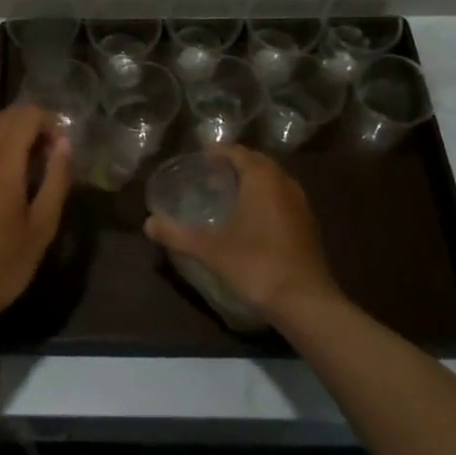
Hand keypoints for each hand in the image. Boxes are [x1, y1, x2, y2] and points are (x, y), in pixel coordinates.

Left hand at [0, 107, 71, 336]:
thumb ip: (56, 179)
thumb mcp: (42, 227)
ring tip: (24, 162)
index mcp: (1, 162)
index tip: (59, 150)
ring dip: (7, 130)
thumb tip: (64, 144)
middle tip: (46, 155)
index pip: (26, 115)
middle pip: (4, 115)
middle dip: (30, 125)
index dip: (49, 123)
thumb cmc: (2, 265)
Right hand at [143, 146, 341, 324]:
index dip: (217, 152)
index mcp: (262, 179)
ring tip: (227, 193)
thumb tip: (148, 223)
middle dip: (234, 164)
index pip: (238, 152)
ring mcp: (300, 204)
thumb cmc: (257, 265)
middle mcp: (284, 183)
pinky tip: (250, 219)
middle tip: (208, 174)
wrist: (306, 302)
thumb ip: (177, 234)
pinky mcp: (307, 225)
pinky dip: (264, 198)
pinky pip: (281, 198)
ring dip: (251, 180)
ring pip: (272, 180)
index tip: (198, 156)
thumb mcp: (211, 250)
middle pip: (257, 162)